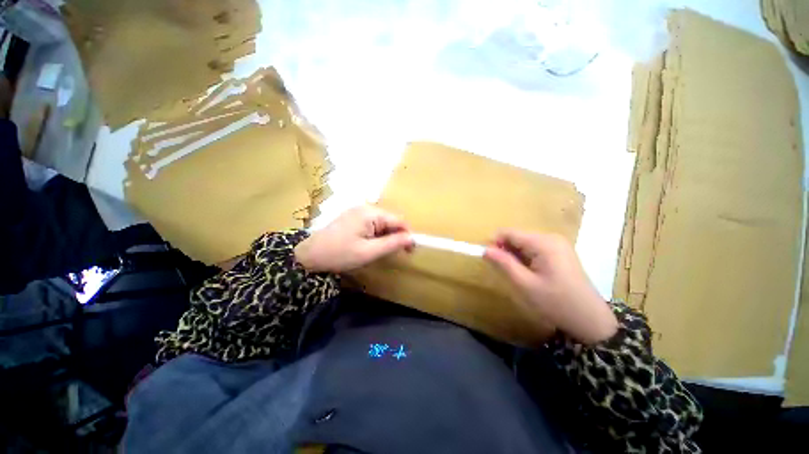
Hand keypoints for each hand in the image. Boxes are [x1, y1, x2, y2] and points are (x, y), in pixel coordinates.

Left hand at [294, 206, 413, 272]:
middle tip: (395, 254)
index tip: (410, 251)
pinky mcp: (352, 218)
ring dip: (385, 236)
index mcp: (370, 213)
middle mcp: (365, 208)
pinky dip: (376, 235)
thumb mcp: (369, 252)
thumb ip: (392, 243)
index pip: (398, 220)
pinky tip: (370, 245)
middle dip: (396, 236)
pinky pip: (371, 224)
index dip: (407, 234)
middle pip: (390, 221)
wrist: (309, 256)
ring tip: (380, 251)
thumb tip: (412, 238)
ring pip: (381, 223)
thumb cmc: (340, 254)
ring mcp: (357, 212)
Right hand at [484, 229, 617, 343]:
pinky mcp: (559, 252)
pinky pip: (534, 249)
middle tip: (502, 270)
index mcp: (543, 243)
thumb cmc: (555, 302)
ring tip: (515, 274)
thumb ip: (503, 263)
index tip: (487, 258)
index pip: (509, 232)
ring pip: (524, 243)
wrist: (590, 320)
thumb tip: (485, 249)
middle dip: (504, 249)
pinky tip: (527, 273)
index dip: (494, 242)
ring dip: (514, 255)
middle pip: (517, 236)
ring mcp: (557, 244)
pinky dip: (524, 258)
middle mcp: (551, 238)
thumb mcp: (524, 284)